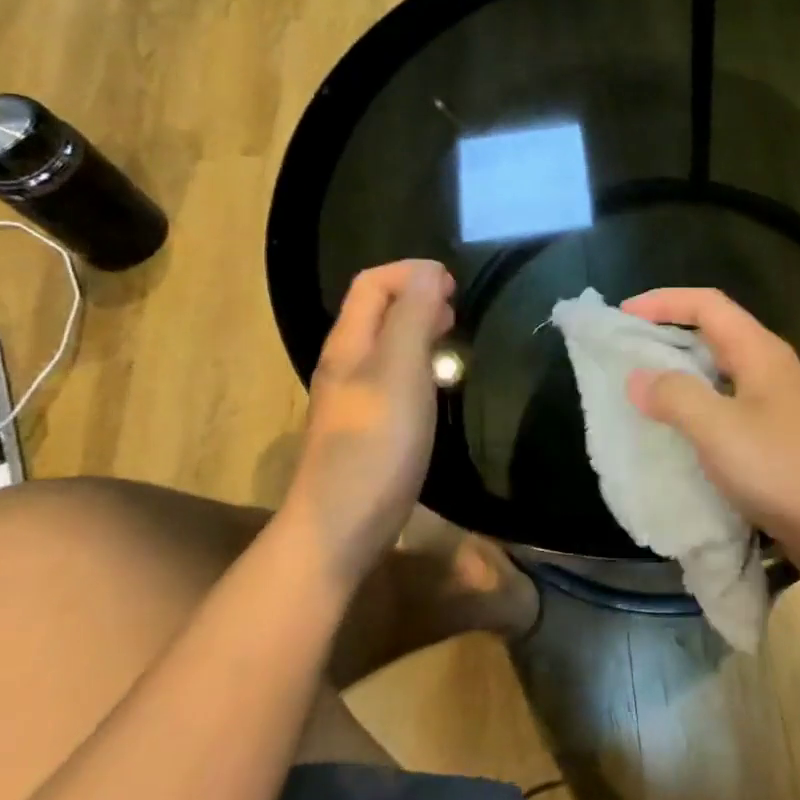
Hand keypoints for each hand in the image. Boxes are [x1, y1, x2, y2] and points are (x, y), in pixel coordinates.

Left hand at [287, 260, 454, 571]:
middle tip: (457, 308)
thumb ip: (413, 317)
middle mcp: (346, 363)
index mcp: (349, 343)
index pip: (371, 284)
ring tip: (454, 337)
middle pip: (376, 310)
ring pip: (387, 344)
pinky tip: (439, 383)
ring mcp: (354, 397)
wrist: (341, 527)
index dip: (410, 272)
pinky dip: (420, 362)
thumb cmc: (375, 444)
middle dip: (417, 296)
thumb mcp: (400, 372)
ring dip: (420, 328)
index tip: (453, 285)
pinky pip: (394, 375)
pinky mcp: (368, 426)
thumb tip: (428, 272)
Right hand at [621, 288, 799, 581]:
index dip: (664, 301)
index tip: (623, 314)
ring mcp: (775, 404)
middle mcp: (769, 368)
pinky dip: (695, 411)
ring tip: (639, 390)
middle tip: (625, 352)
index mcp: (759, 351)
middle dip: (668, 336)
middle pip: (713, 333)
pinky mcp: (775, 438)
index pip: (707, 305)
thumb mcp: (719, 429)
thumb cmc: (783, 469)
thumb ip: (675, 397)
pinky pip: (726, 409)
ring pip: (718, 374)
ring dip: (680, 376)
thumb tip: (638, 378)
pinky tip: (674, 433)